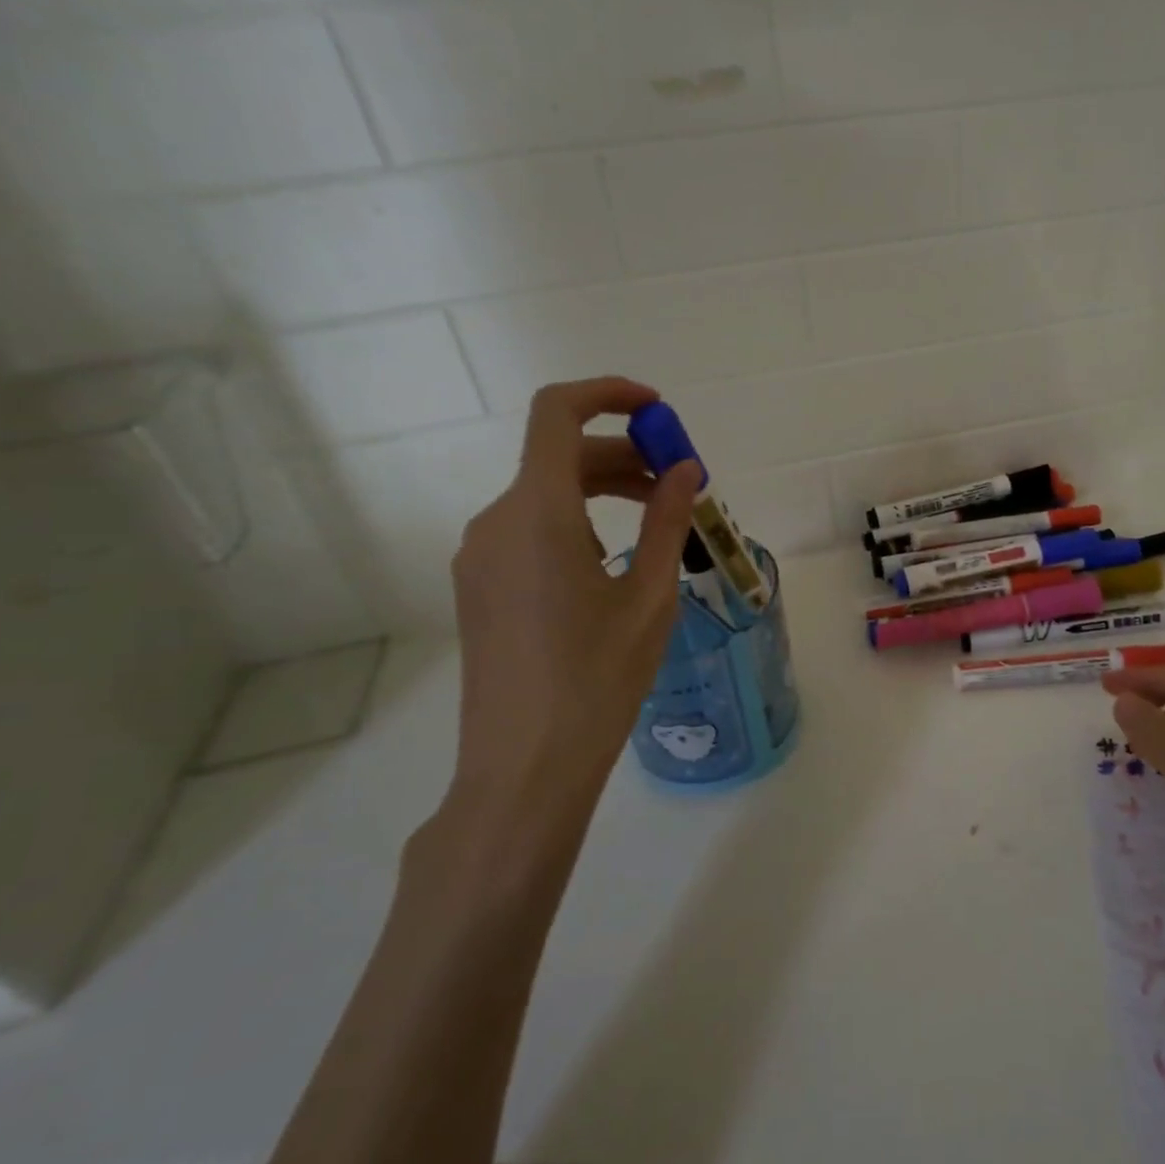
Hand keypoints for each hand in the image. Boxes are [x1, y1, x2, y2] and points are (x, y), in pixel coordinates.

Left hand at [441, 377, 698, 879]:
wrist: (524, 767)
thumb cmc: (597, 679)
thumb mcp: (648, 597)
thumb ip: (666, 521)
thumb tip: (685, 471)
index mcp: (535, 512)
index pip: (558, 414)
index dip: (607, 395)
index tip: (657, 411)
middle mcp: (495, 521)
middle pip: (559, 456)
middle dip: (623, 456)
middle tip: (680, 485)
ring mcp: (480, 556)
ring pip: (545, 495)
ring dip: (602, 491)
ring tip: (658, 523)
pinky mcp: (480, 586)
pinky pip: (530, 530)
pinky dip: (576, 522)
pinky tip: (613, 563)